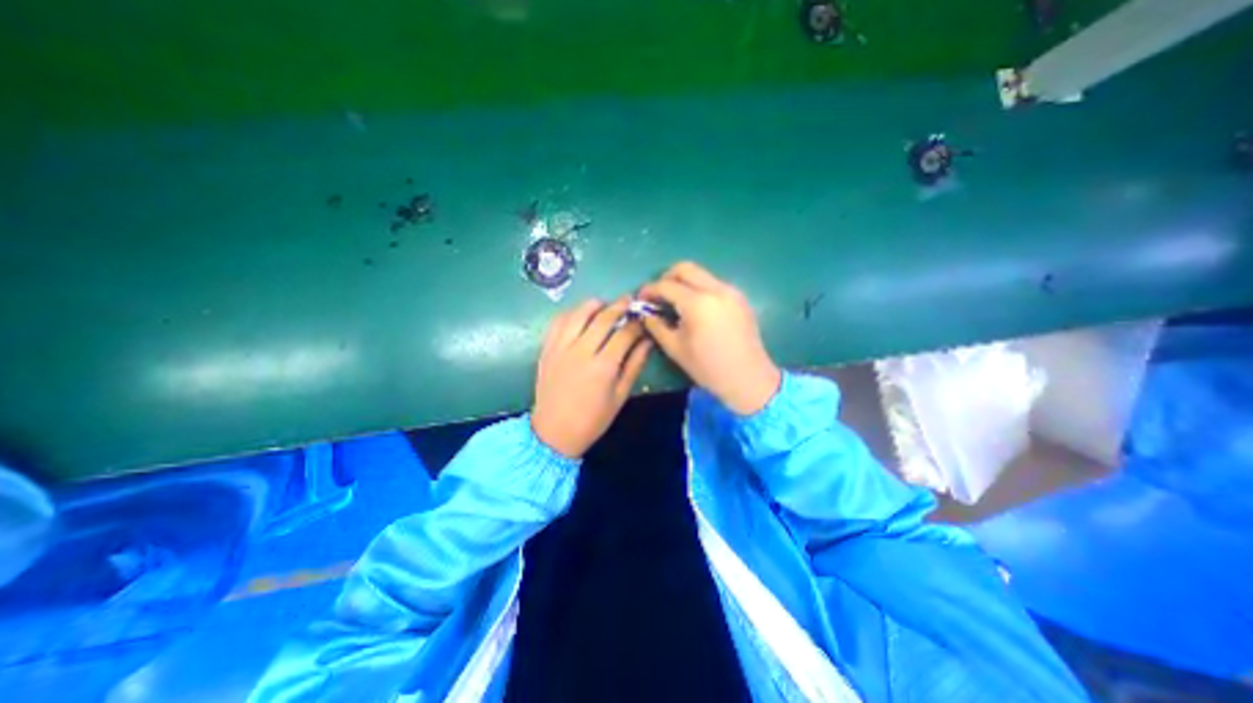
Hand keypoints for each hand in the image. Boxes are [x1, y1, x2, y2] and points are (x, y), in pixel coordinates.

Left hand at [527, 298, 651, 458]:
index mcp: (603, 366)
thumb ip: (634, 365)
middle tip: (629, 300)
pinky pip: (558, 322)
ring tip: (605, 305)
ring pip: (578, 314)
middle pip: (603, 318)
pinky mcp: (546, 349)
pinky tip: (580, 315)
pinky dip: (571, 313)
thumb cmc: (592, 419)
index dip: (637, 323)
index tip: (644, 319)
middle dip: (619, 306)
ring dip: (594, 304)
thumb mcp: (620, 396)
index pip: (624, 333)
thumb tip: (647, 341)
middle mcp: (581, 351)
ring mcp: (560, 347)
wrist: (554, 432)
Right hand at [640, 264, 778, 416]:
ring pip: (701, 274)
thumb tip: (646, 313)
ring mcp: (731, 291)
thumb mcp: (675, 349)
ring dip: (684, 282)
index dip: (650, 290)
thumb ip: (656, 326)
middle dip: (666, 277)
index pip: (666, 285)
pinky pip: (714, 284)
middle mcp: (716, 289)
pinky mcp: (740, 298)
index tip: (641, 298)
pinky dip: (699, 289)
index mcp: (697, 303)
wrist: (748, 379)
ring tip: (675, 303)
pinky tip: (696, 309)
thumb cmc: (708, 368)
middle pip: (685, 268)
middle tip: (658, 295)